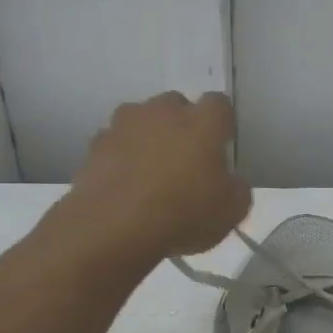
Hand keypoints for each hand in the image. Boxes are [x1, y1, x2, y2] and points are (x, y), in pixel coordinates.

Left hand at [67, 92, 251, 259]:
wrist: (112, 228)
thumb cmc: (183, 214)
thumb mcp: (232, 211)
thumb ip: (237, 188)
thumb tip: (230, 181)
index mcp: (202, 122)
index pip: (219, 104)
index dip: (222, 124)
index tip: (221, 147)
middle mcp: (163, 112)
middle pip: (176, 105)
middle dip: (182, 125)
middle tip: (186, 160)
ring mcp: (124, 125)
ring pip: (142, 120)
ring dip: (149, 137)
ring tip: (151, 172)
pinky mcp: (95, 145)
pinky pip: (115, 143)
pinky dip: (122, 157)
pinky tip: (125, 185)